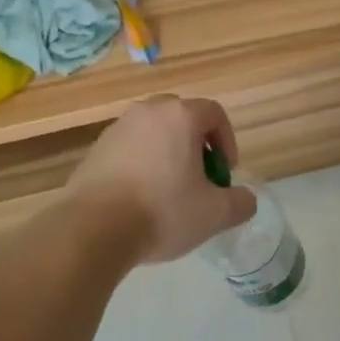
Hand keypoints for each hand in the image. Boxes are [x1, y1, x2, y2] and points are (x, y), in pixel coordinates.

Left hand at [66, 95, 259, 263]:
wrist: (93, 229)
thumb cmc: (162, 212)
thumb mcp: (214, 214)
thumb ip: (239, 202)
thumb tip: (246, 199)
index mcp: (179, 116)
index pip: (214, 113)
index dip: (227, 141)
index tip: (225, 173)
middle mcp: (147, 112)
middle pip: (181, 118)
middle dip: (196, 145)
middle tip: (200, 178)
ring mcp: (117, 128)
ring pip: (153, 132)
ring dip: (167, 154)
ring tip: (169, 191)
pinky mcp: (95, 149)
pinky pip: (129, 148)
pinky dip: (141, 164)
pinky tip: (140, 198)